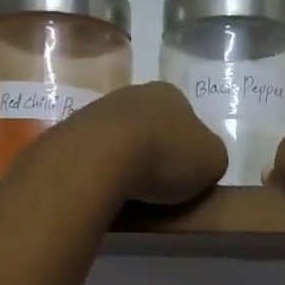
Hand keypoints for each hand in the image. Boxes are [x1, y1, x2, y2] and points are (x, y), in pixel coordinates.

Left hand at [52, 82, 228, 204]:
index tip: (186, 174)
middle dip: (155, 151)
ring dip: (126, 161)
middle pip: (151, 126)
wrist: (102, 157)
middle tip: (159, 184)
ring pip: (119, 139)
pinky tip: (105, 189)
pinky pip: (94, 155)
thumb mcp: (214, 161)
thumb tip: (199, 163)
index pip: (187, 120)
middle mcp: (134, 93)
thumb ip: (211, 158)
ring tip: (131, 191)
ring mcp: (98, 110)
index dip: (188, 148)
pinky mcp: (71, 132)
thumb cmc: (167, 155)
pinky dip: (101, 170)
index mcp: (170, 94)